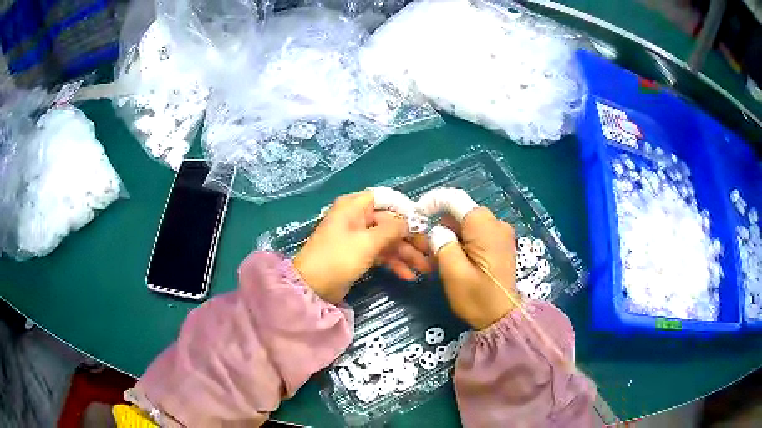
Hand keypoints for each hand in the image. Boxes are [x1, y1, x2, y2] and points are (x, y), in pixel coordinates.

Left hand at [293, 191, 431, 303]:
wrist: (312, 287)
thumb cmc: (338, 258)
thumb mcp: (367, 242)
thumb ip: (392, 229)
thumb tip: (411, 221)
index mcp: (354, 206)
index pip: (387, 200)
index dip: (406, 210)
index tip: (424, 224)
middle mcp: (357, 218)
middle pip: (390, 223)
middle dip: (410, 239)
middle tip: (429, 253)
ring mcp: (358, 237)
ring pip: (388, 241)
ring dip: (406, 254)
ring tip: (425, 269)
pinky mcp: (358, 254)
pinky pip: (381, 254)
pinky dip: (394, 263)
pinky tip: (408, 275)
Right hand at [436, 208, 518, 329]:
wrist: (502, 317)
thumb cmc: (477, 298)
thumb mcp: (453, 273)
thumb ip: (442, 244)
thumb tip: (438, 231)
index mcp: (484, 226)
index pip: (455, 199)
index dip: (432, 202)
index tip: (418, 216)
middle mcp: (496, 223)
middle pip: (461, 212)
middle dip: (443, 225)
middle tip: (430, 251)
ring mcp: (501, 233)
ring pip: (468, 223)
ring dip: (453, 236)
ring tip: (444, 261)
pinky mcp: (501, 243)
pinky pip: (477, 233)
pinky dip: (464, 242)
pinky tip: (459, 262)